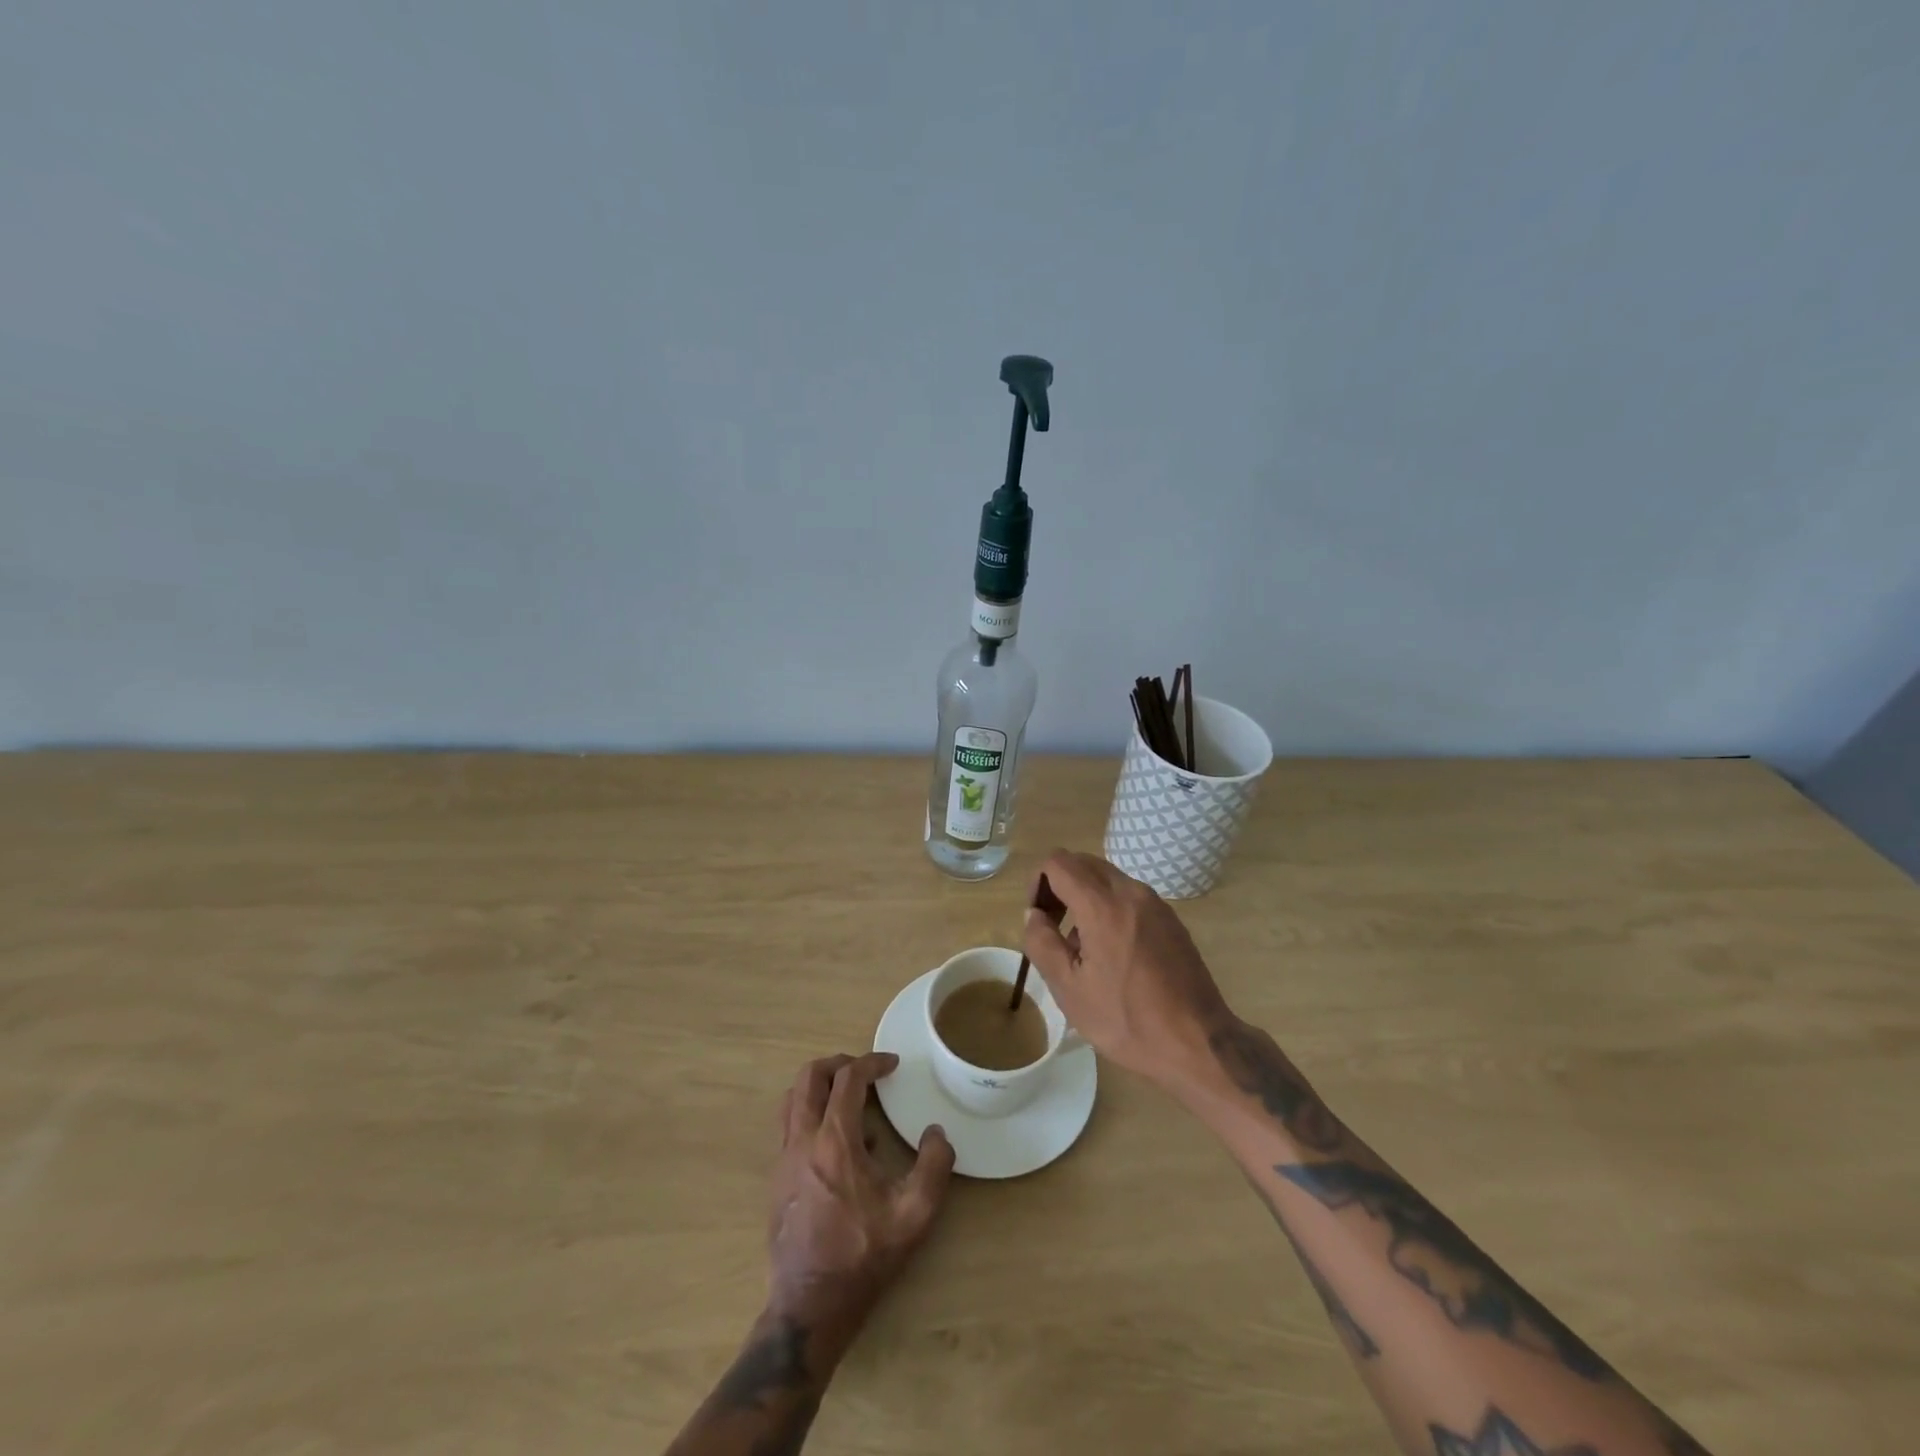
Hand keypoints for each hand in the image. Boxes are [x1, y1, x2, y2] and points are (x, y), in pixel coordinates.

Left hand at [767, 1052, 954, 1351]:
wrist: (810, 1307)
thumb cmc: (863, 1257)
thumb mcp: (914, 1215)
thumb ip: (934, 1167)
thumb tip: (937, 1133)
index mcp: (835, 1141)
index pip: (848, 1079)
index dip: (872, 1063)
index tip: (892, 1064)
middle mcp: (803, 1140)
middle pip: (809, 1077)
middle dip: (838, 1063)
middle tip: (864, 1071)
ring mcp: (784, 1159)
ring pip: (792, 1099)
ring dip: (820, 1087)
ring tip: (850, 1101)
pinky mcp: (777, 1179)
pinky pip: (789, 1127)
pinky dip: (812, 1115)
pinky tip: (839, 1145)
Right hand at [1021, 850, 1233, 1086]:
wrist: (1197, 1043)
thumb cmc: (1126, 1019)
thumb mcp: (1069, 989)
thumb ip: (1042, 943)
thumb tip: (1034, 915)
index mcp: (1102, 905)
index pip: (1059, 862)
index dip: (1038, 882)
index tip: (1039, 918)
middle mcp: (1131, 892)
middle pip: (1083, 863)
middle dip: (1060, 885)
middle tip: (1054, 927)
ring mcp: (1155, 903)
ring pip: (1107, 878)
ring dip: (1085, 897)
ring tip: (1084, 946)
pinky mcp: (1170, 918)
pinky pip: (1129, 896)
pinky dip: (1110, 907)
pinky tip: (1114, 953)